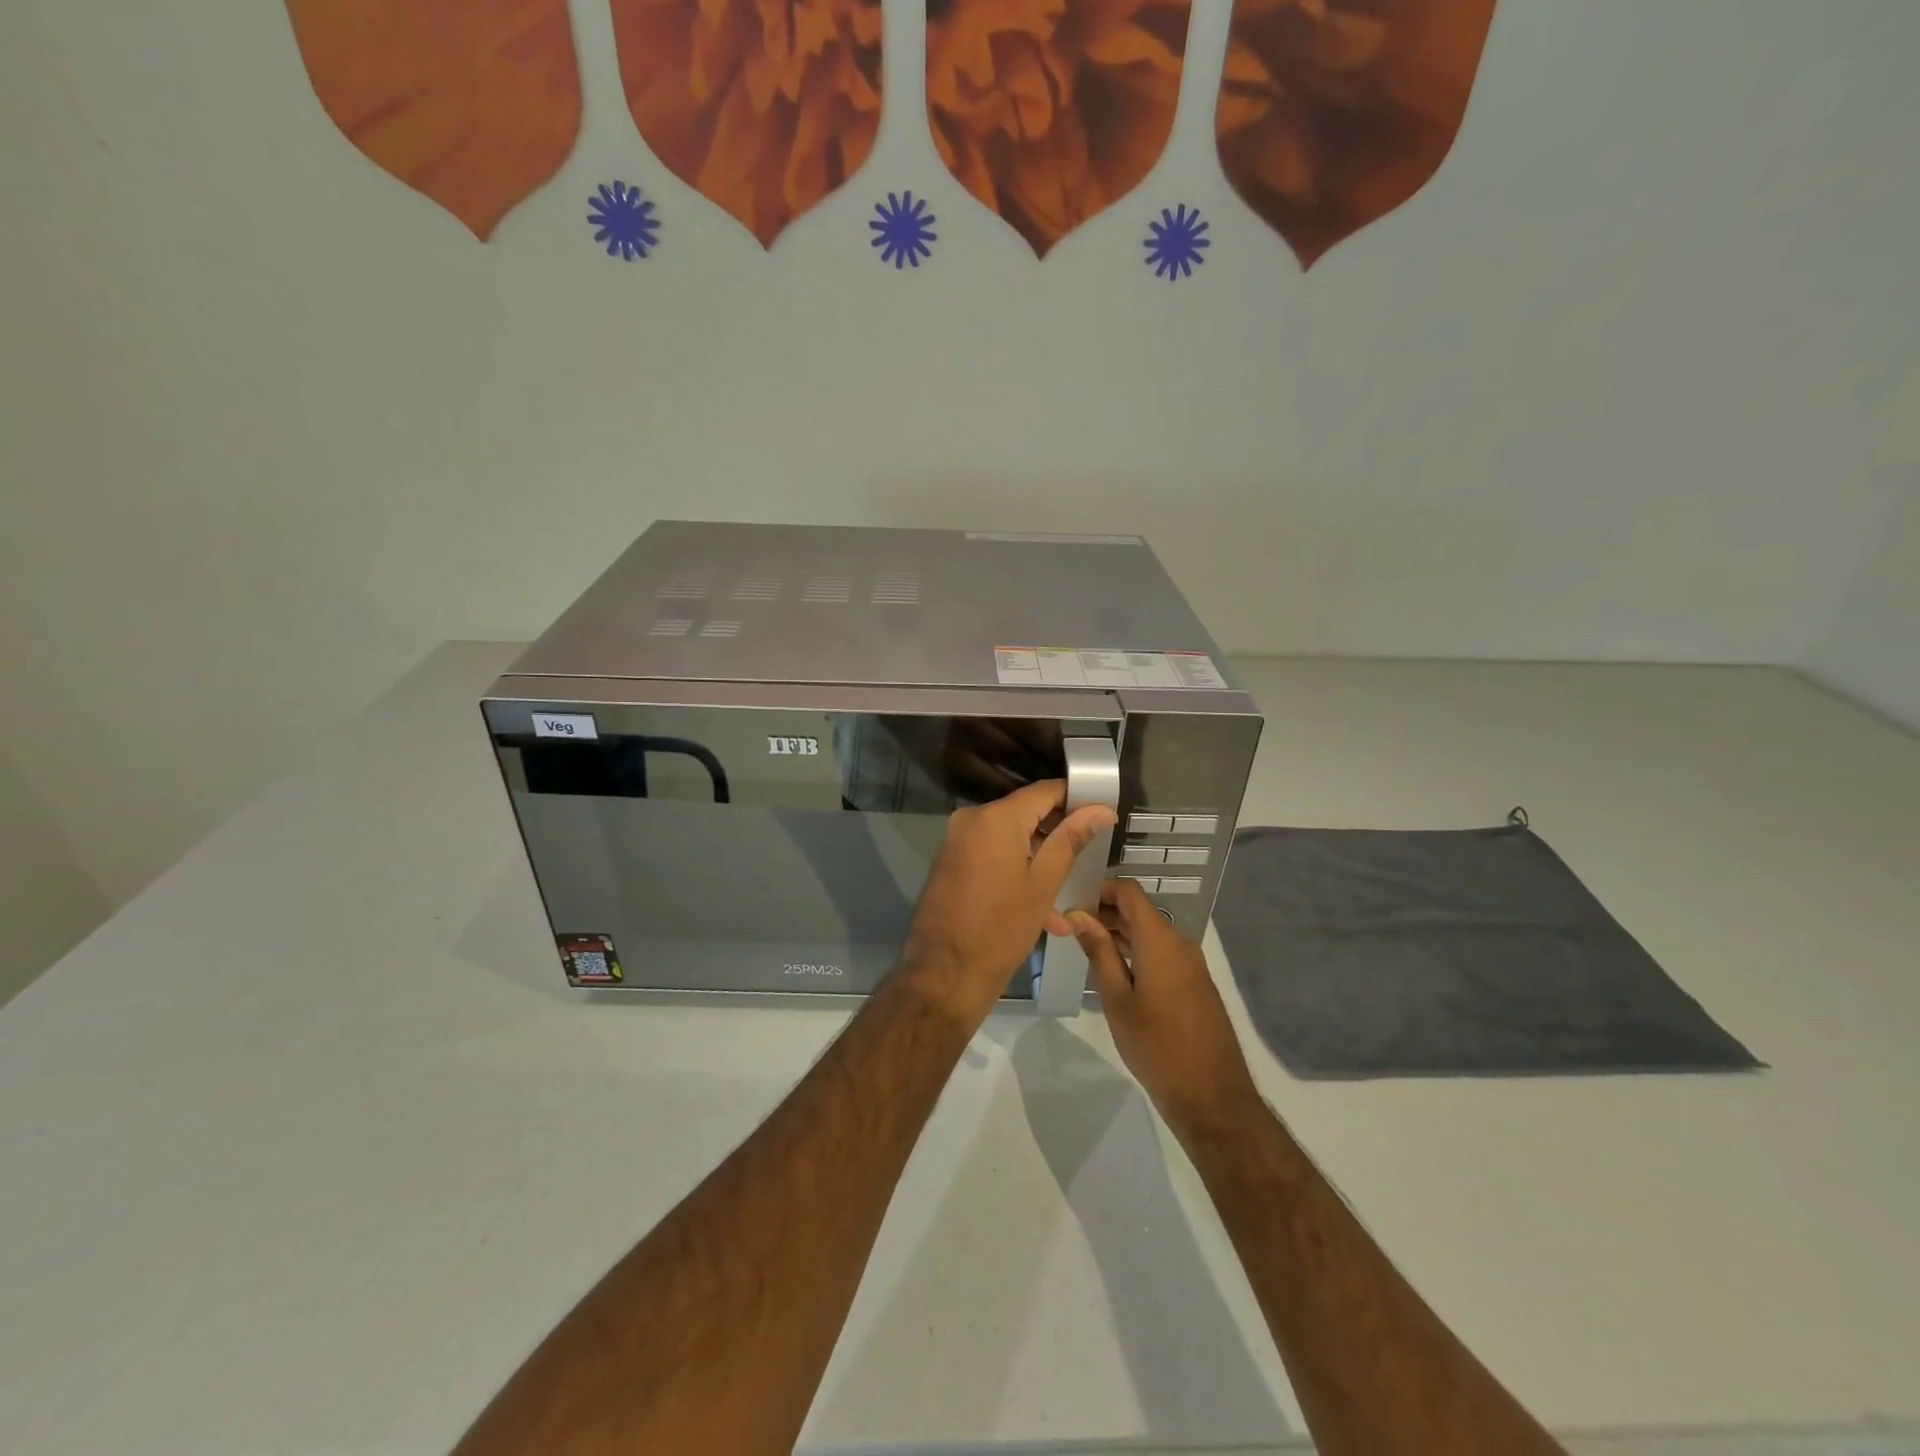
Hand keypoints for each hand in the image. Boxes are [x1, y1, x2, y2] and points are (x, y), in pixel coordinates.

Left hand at [899, 780, 1116, 1030]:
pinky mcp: (951, 863)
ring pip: (1010, 839)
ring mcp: (957, 841)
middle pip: (1025, 813)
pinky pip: (992, 856)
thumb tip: (1100, 810)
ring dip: (1039, 862)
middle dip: (1058, 834)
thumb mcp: (1044, 884)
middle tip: (1088, 856)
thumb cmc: (1001, 929)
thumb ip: (1071, 840)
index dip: (1076, 799)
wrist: (944, 974)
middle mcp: (971, 820)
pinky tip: (1044, 913)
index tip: (1101, 814)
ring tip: (1067, 897)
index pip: (1044, 791)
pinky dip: (1016, 874)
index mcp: (995, 818)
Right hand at [1069, 879, 1259, 1131]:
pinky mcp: (1194, 983)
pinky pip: (1161, 953)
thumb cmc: (1156, 1045)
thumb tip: (1077, 915)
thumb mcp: (1117, 998)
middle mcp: (1179, 942)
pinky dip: (1136, 951)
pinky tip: (1113, 969)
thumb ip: (1099, 951)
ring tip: (1084, 945)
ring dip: (1119, 933)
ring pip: (1150, 933)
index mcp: (1160, 939)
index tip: (1071, 900)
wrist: (1211, 1095)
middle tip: (1069, 925)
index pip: (1129, 891)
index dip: (1100, 888)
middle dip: (1105, 911)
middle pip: (1139, 911)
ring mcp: (1190, 963)